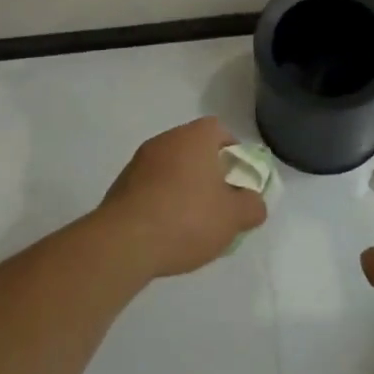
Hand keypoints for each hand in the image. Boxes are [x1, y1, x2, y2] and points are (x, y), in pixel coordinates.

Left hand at [97, 117, 268, 278]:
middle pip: (194, 150)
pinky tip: (165, 232)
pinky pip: (150, 188)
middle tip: (218, 203)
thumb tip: (253, 202)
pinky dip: (161, 202)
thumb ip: (252, 206)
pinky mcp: (120, 186)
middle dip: (208, 173)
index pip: (219, 130)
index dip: (232, 152)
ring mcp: (138, 162)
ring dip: (182, 189)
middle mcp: (165, 140)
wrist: (124, 243)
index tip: (237, 179)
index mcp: (195, 137)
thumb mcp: (234, 217)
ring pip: (171, 169)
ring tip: (191, 224)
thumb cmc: (187, 219)